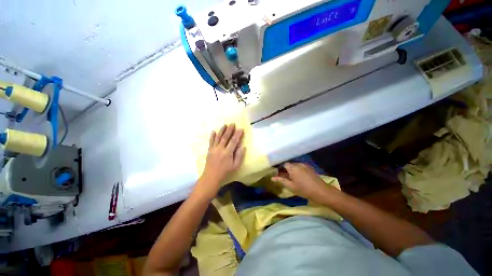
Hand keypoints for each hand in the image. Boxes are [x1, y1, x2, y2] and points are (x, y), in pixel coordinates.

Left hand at [195, 124, 245, 197]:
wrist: (211, 176)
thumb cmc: (225, 172)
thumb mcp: (235, 166)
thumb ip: (239, 156)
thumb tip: (243, 146)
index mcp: (228, 153)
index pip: (234, 141)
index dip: (237, 134)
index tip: (240, 129)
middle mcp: (220, 149)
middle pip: (225, 137)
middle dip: (229, 130)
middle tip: (233, 123)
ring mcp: (214, 149)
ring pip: (218, 137)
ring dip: (221, 130)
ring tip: (225, 125)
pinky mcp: (209, 150)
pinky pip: (211, 141)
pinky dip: (212, 136)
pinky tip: (213, 131)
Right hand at [272, 162, 338, 202]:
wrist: (322, 192)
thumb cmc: (304, 190)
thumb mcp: (291, 187)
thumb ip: (281, 180)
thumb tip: (272, 178)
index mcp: (293, 168)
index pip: (284, 164)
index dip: (281, 168)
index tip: (279, 174)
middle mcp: (298, 164)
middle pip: (289, 165)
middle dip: (286, 170)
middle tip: (285, 177)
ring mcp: (305, 165)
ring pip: (295, 166)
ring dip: (292, 170)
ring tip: (292, 178)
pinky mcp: (309, 168)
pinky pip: (300, 167)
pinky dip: (298, 170)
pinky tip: (299, 177)